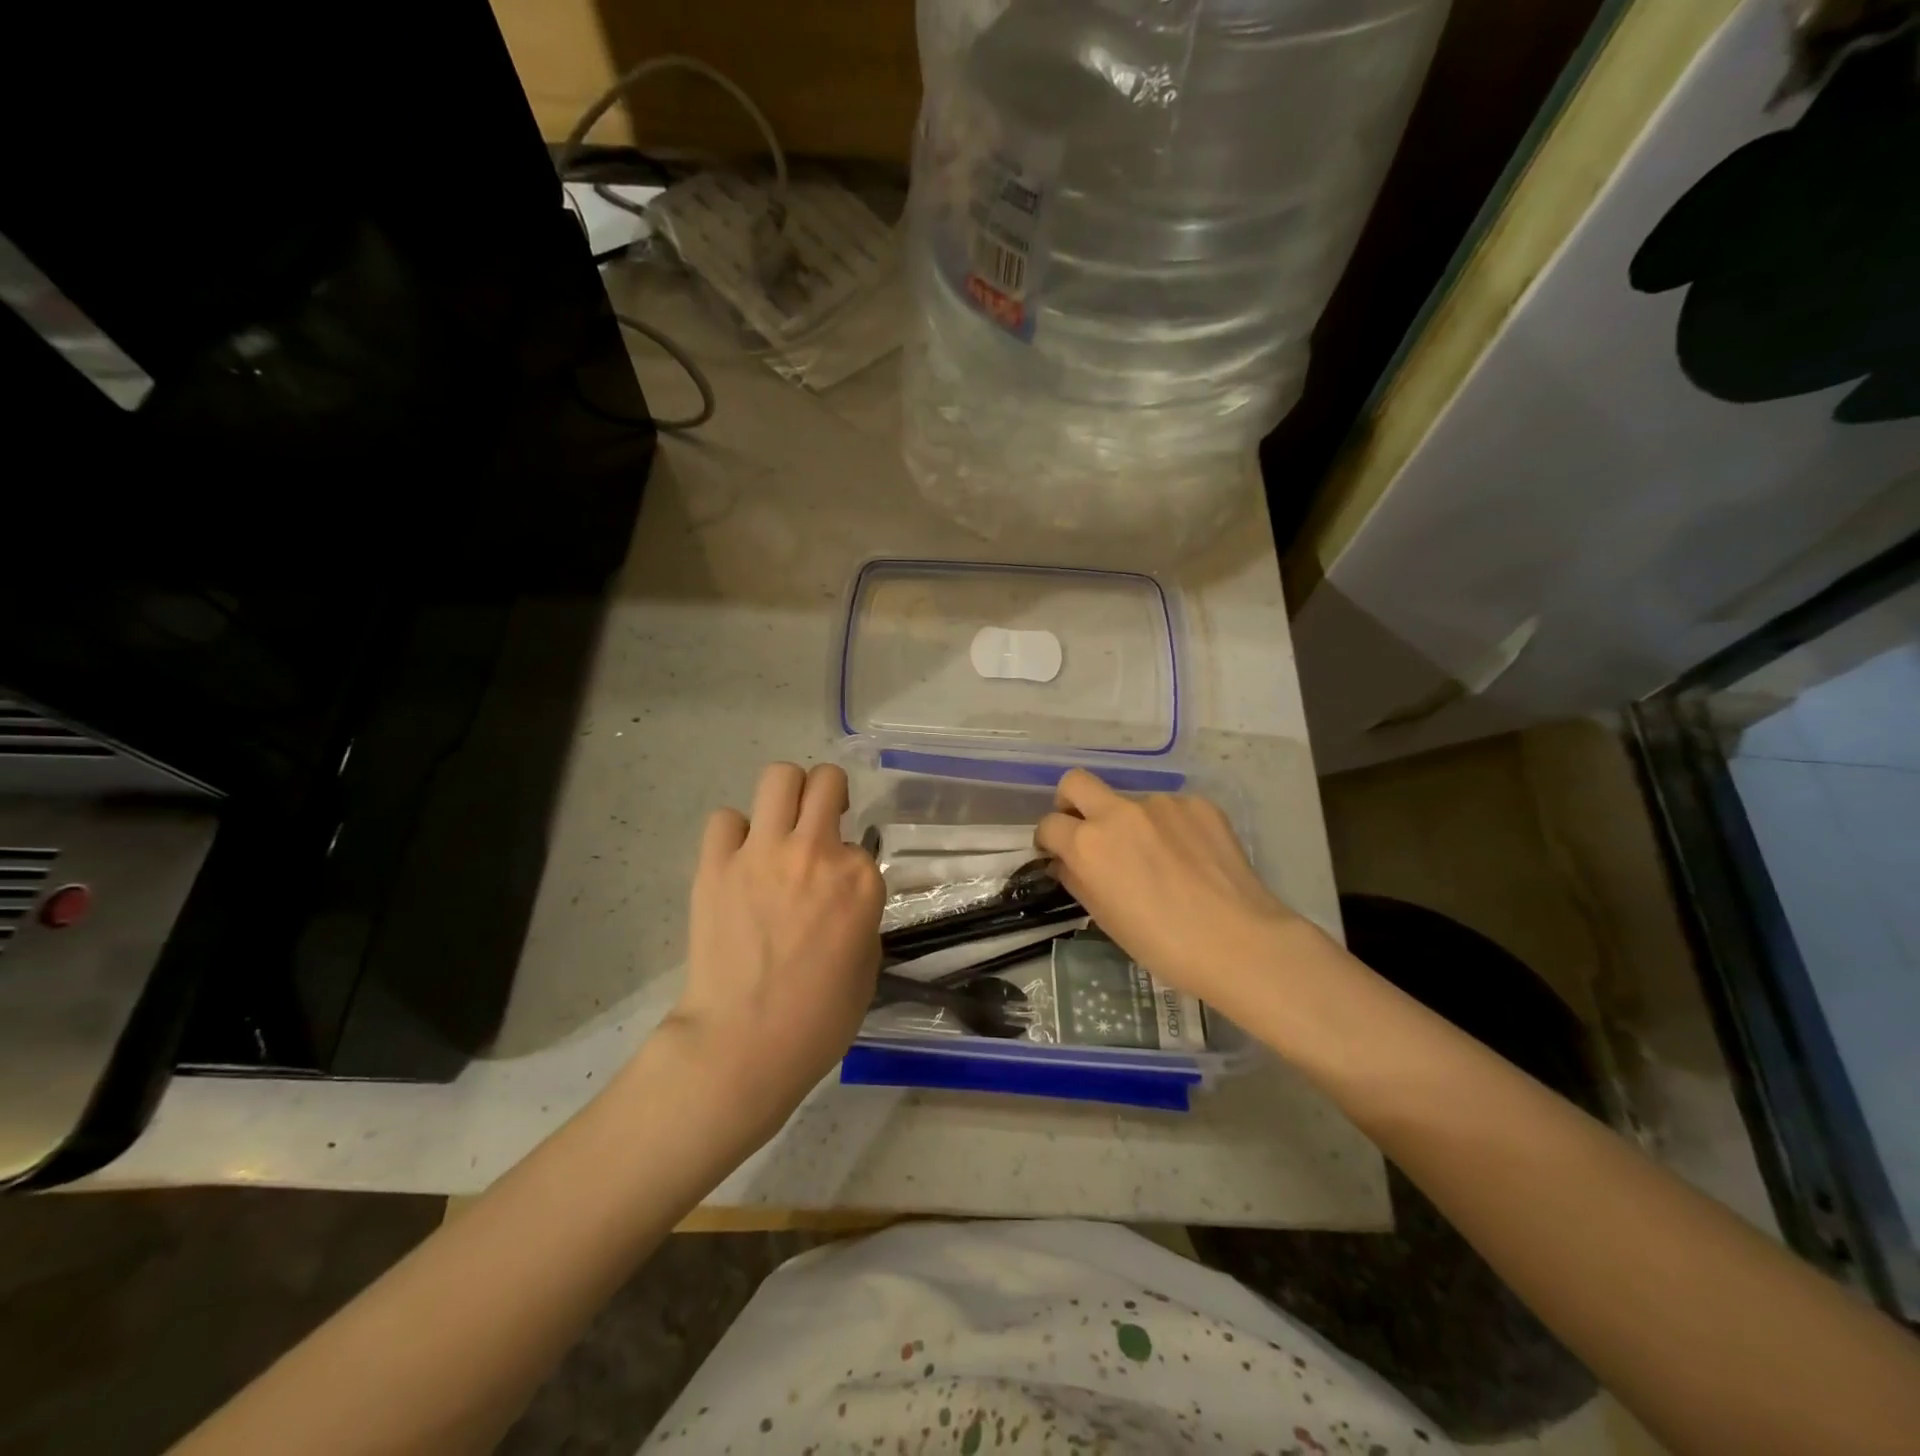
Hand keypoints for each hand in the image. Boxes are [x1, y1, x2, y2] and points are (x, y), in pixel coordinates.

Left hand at [663, 762, 883, 1140]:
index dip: (850, 864)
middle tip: (820, 823)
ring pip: (778, 777)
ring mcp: (762, 853)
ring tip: (780, 827)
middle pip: (825, 780)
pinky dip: (735, 834)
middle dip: (828, 793)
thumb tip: (839, 897)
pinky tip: (737, 861)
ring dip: (786, 796)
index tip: (839, 890)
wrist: (742, 1044)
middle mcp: (815, 852)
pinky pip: (726, 820)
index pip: (861, 842)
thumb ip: (859, 915)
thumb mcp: (866, 966)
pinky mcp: (716, 864)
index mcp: (859, 880)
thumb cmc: (818, 1020)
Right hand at [1035, 769, 1314, 1021]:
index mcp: (1088, 844)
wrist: (1238, 942)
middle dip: (1071, 802)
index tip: (1057, 853)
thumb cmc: (1162, 944)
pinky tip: (1189, 857)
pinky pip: (1170, 808)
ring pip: (1129, 800)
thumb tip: (1065, 862)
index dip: (1048, 840)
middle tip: (1086, 830)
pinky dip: (1169, 827)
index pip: (1049, 824)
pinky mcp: (1197, 804)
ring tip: (1157, 858)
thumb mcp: (1105, 918)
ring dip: (1130, 821)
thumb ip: (1078, 880)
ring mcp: (1161, 803)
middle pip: (1075, 782)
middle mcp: (1118, 812)